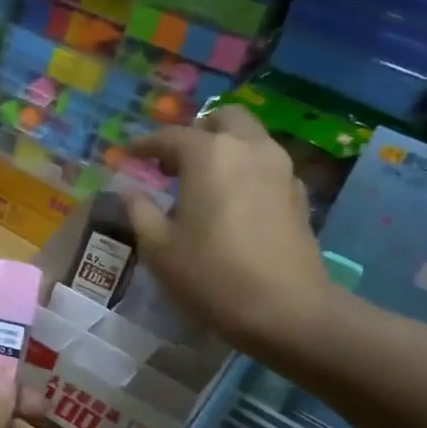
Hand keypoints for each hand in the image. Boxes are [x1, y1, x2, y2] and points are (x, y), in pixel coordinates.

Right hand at [126, 105, 333, 355]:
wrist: (286, 308)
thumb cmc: (211, 274)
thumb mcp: (159, 247)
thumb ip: (139, 211)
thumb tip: (129, 192)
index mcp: (209, 154)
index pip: (170, 136)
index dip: (145, 144)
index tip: (128, 154)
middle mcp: (248, 148)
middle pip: (223, 119)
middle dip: (196, 131)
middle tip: (174, 160)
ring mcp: (280, 168)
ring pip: (250, 138)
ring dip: (224, 147)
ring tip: (201, 179)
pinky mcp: (298, 193)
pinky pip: (267, 165)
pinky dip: (246, 169)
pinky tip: (232, 200)